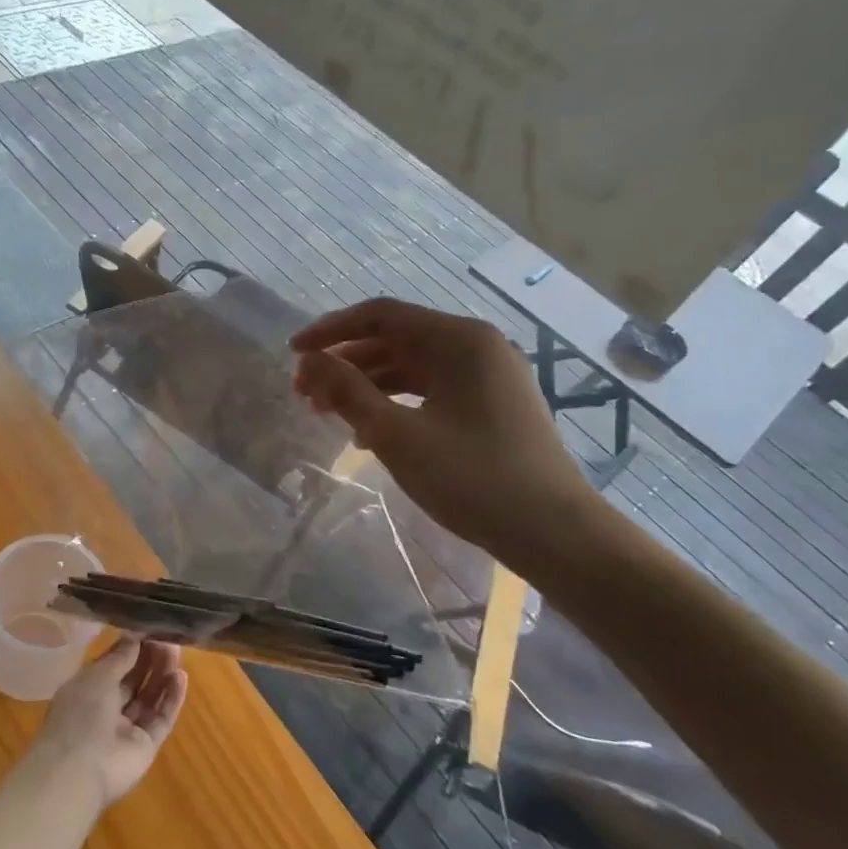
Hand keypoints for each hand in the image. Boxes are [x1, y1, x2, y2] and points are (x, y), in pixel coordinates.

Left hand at [30, 636, 187, 810]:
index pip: (112, 666)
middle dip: (149, 660)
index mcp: (87, 690)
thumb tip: (135, 636)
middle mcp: (106, 709)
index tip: (149, 629)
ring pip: (149, 698)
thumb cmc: (80, 713)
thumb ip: (120, 657)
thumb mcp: (97, 675)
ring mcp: (127, 730)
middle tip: (168, 638)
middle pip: (133, 681)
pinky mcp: (146, 746)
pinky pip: (161, 719)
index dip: (130, 648)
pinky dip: (171, 699)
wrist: (79, 770)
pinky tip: (181, 677)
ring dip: (162, 676)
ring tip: (177, 652)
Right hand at [290, 297, 601, 565]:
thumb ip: (347, 392)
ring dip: (366, 385)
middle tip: (304, 392)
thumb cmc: (472, 478)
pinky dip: (395, 404)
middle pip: (395, 340)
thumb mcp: (397, 435)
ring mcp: (488, 376)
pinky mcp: (491, 405)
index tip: (293, 353)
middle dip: (345, 363)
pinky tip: (368, 433)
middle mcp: (477, 347)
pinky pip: (431, 391)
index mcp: (460, 340)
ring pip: (412, 368)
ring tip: (327, 413)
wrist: (554, 533)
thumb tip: (309, 361)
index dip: (331, 331)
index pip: (381, 316)